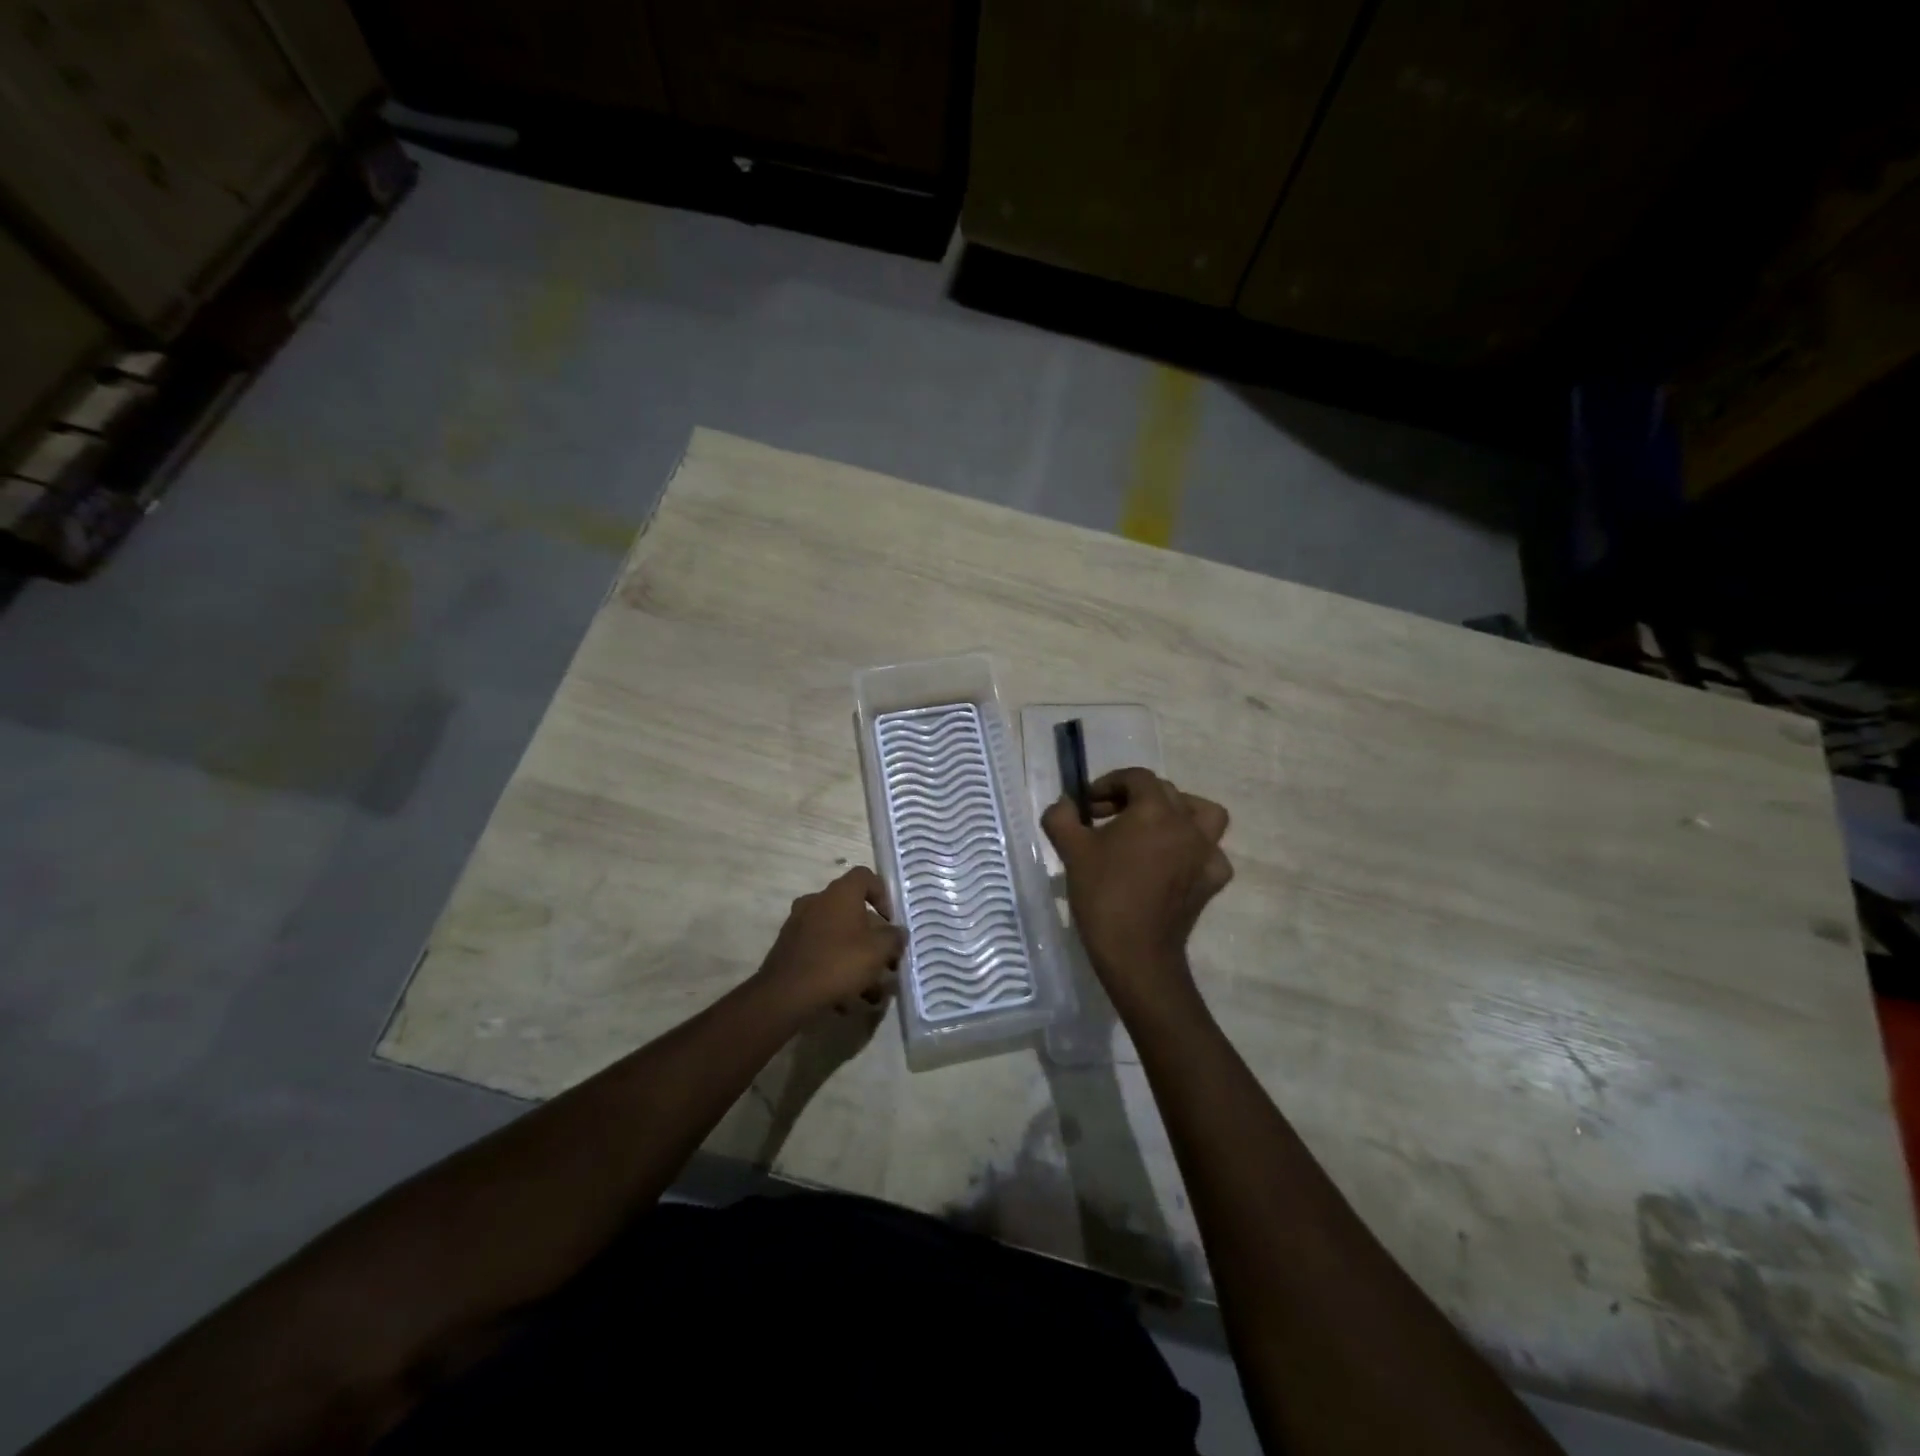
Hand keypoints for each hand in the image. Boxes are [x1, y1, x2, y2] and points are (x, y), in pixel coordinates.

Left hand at [754, 867, 904, 1017]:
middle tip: (885, 961)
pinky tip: (845, 1000)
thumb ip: (894, 938)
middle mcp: (817, 901)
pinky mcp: (788, 948)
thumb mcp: (878, 952)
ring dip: (855, 957)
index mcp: (840, 893)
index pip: (865, 876)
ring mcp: (799, 924)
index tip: (891, 920)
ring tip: (870, 991)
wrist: (785, 994)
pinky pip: (820, 952)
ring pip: (837, 935)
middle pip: (852, 910)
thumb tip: (898, 932)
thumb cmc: (838, 963)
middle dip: (872, 936)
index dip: (882, 894)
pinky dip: (835, 969)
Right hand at [1041, 768, 1232, 1014]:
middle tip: (1106, 819)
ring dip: (1179, 813)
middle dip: (1133, 798)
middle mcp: (1187, 823)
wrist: (1137, 953)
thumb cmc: (1103, 895)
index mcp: (1154, 809)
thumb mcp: (1071, 850)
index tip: (1088, 806)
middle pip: (1166, 792)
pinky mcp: (1213, 880)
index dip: (1109, 784)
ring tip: (1154, 828)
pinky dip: (1193, 850)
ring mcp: (1207, 852)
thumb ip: (1062, 817)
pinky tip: (1173, 863)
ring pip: (1202, 814)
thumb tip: (1065, 805)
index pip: (1136, 777)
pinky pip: (1209, 852)